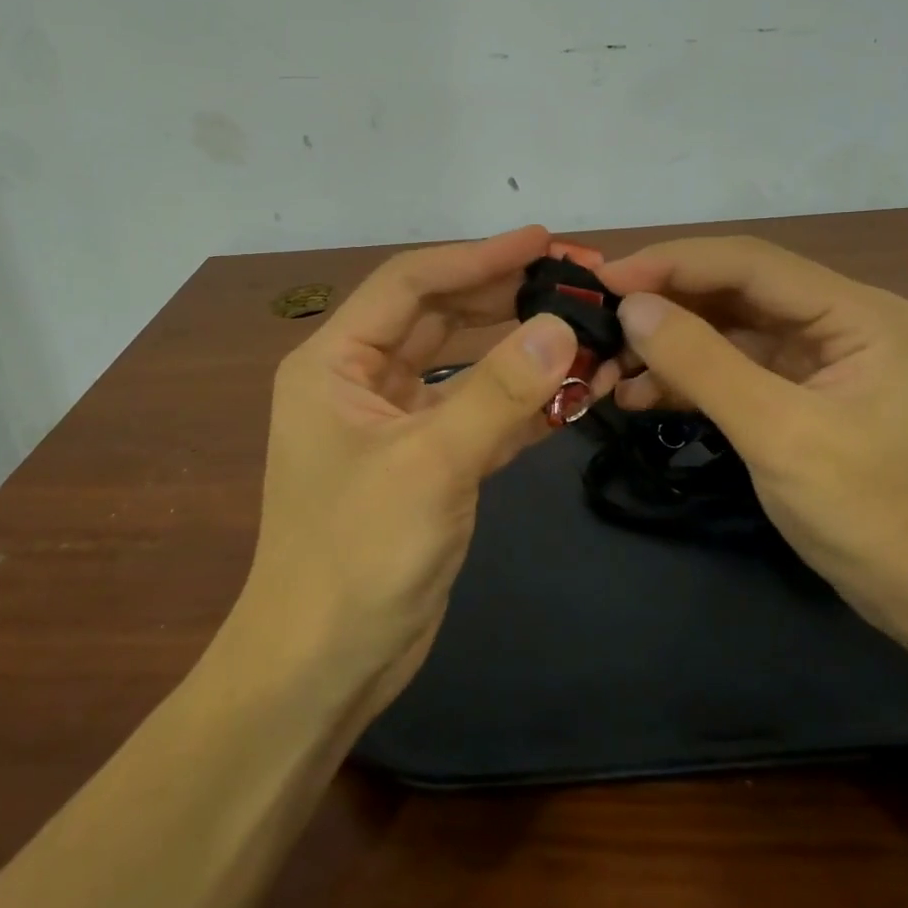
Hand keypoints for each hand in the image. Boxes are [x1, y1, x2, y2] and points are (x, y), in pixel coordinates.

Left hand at [239, 226, 609, 714]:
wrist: (323, 666)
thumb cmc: (357, 555)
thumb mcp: (430, 464)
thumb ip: (498, 392)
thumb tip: (564, 327)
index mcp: (335, 361)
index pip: (411, 284)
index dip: (477, 257)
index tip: (544, 241)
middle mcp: (361, 380)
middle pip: (440, 316)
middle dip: (505, 295)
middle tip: (575, 278)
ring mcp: (395, 422)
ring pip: (464, 364)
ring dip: (520, 348)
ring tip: (584, 326)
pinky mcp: (426, 461)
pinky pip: (477, 412)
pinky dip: (521, 402)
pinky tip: (574, 389)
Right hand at [601, 236, 907, 631]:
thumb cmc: (871, 511)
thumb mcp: (778, 433)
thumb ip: (702, 363)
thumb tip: (631, 307)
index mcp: (853, 311)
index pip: (747, 263)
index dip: (670, 262)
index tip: (604, 278)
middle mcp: (834, 319)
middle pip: (731, 290)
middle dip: (662, 304)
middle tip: (596, 318)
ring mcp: (813, 357)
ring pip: (723, 329)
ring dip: (666, 344)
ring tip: (605, 365)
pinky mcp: (794, 393)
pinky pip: (728, 368)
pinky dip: (683, 378)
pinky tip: (636, 395)